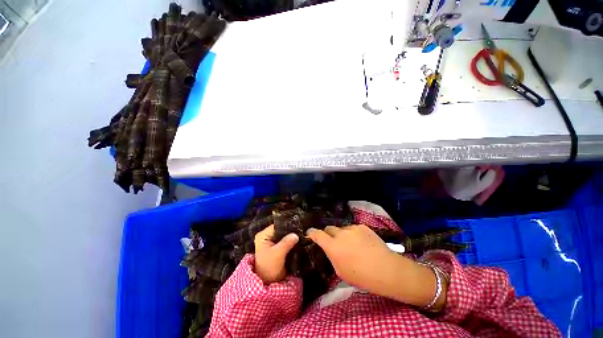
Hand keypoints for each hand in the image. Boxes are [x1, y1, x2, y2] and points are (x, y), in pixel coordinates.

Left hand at [254, 225, 298, 283]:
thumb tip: (296, 234)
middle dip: (291, 231)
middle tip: (302, 230)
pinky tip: (300, 239)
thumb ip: (286, 243)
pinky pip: (286, 240)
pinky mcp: (278, 246)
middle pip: (281, 229)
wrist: (268, 282)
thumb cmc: (269, 268)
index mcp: (263, 235)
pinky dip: (292, 241)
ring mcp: (273, 241)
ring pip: (285, 235)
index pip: (277, 225)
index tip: (298, 226)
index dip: (287, 225)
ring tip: (303, 234)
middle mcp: (268, 235)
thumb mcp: (277, 254)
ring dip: (292, 236)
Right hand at [307, 225, 445, 308]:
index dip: (312, 233)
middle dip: (328, 234)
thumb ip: (332, 257)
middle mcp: (340, 234)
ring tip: (351, 244)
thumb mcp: (341, 272)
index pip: (317, 234)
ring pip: (341, 229)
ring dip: (342, 235)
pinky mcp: (362, 227)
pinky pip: (353, 229)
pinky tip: (361, 243)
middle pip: (329, 228)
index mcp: (333, 246)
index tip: (309, 233)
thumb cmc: (362, 276)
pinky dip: (353, 234)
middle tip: (333, 242)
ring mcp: (352, 228)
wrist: (387, 270)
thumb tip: (331, 249)